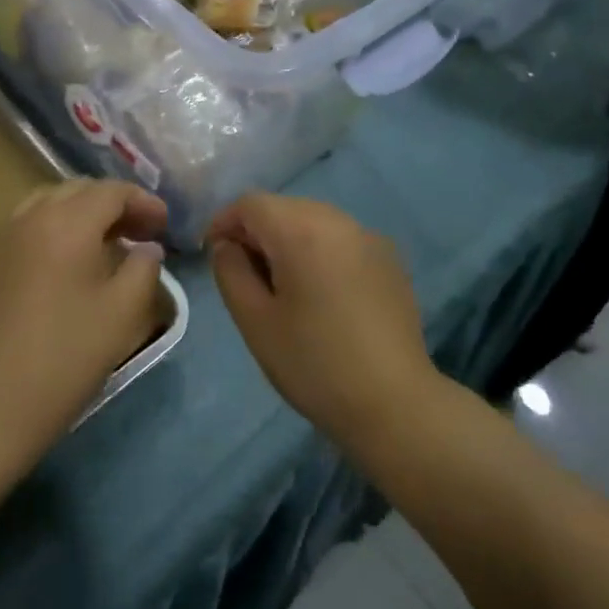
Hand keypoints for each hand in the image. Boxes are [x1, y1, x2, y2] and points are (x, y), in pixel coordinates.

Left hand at [0, 181, 169, 466]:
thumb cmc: (65, 357)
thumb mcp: (123, 314)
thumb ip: (143, 268)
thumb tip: (147, 247)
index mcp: (67, 223)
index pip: (111, 192)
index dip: (143, 202)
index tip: (164, 224)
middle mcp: (28, 217)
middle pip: (76, 191)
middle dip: (112, 204)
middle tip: (137, 232)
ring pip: (44, 205)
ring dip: (77, 215)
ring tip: (99, 244)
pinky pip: (20, 230)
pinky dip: (47, 233)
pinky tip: (58, 267)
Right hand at [207, 195, 435, 448]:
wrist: (395, 404)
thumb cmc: (314, 364)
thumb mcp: (255, 321)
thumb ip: (231, 272)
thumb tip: (228, 246)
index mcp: (302, 230)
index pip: (251, 204)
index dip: (224, 223)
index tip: (213, 254)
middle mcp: (338, 221)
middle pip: (284, 208)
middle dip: (257, 231)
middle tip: (244, 274)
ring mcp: (369, 238)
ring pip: (314, 220)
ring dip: (289, 240)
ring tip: (282, 286)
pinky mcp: (389, 259)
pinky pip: (341, 240)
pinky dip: (320, 251)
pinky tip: (321, 294)